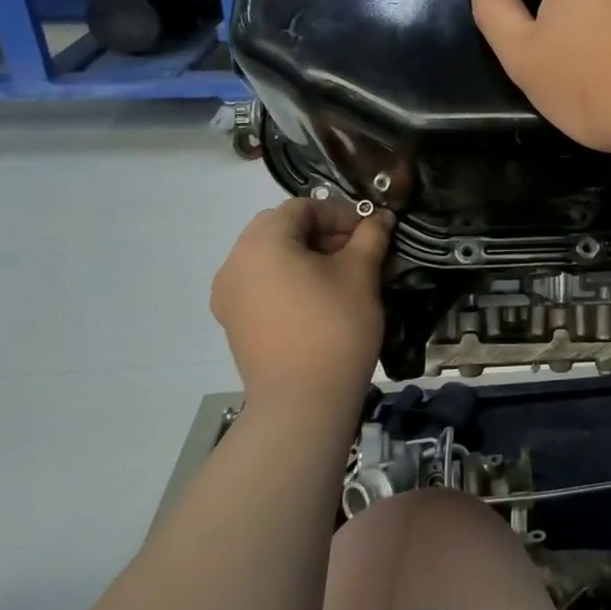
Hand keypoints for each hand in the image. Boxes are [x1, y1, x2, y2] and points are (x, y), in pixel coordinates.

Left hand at [210, 199, 391, 408]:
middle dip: (322, 232)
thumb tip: (380, 218)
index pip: (302, 207)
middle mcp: (235, 263)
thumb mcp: (361, 274)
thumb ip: (370, 237)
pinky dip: (290, 280)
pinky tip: (320, 300)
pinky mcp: (235, 323)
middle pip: (281, 229)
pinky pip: (263, 284)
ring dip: (307, 256)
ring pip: (271, 257)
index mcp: (262, 243)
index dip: (340, 213)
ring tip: (343, 276)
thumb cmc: (334, 327)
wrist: (303, 401)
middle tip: (358, 250)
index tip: (370, 232)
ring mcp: (229, 296)